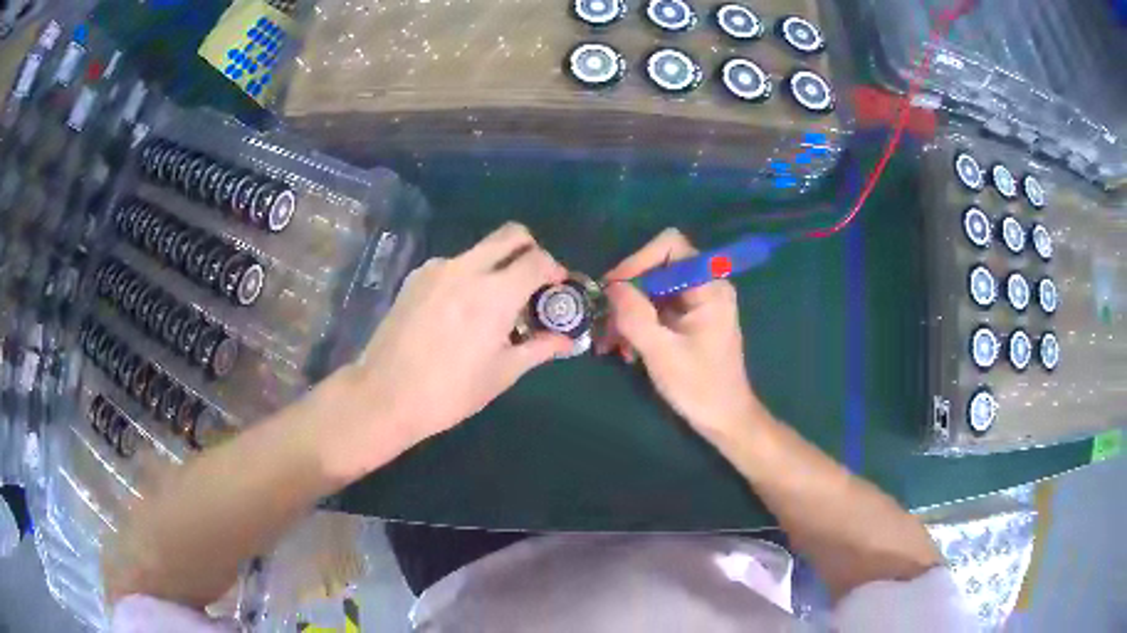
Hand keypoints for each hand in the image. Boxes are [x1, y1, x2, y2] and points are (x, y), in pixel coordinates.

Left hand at [341, 223, 572, 456]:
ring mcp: (436, 269)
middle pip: (510, 235)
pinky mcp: (415, 278)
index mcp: (494, 293)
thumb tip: (568, 341)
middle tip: (532, 282)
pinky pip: (453, 265)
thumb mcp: (502, 373)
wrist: (385, 395)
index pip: (537, 259)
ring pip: (479, 249)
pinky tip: (460, 312)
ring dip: (497, 265)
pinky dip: (468, 276)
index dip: (555, 270)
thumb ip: (539, 348)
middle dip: (530, 249)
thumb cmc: (450, 391)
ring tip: (492, 306)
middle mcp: (466, 268)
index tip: (556, 289)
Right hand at [599, 229, 768, 442]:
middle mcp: (705, 286)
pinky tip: (625, 351)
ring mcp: (696, 304)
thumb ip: (635, 315)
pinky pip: (656, 309)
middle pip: (656, 268)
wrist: (725, 419)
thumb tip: (611, 286)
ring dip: (628, 313)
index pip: (670, 245)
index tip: (614, 288)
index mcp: (708, 286)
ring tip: (609, 344)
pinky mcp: (688, 320)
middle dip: (627, 294)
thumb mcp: (662, 352)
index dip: (638, 260)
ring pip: (652, 290)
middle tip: (604, 322)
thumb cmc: (700, 386)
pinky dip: (638, 325)